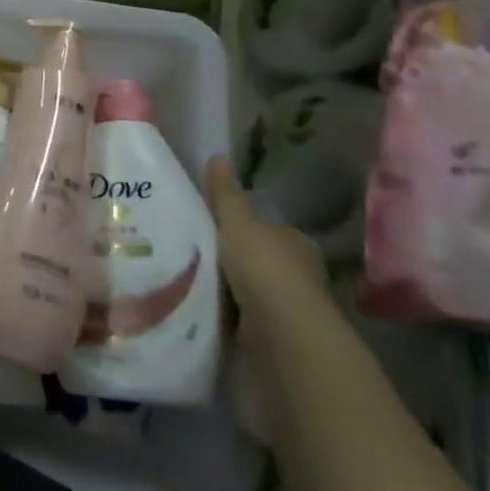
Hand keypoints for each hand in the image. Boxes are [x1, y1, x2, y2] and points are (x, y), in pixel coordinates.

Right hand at [206, 155, 328, 349]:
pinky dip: (229, 315)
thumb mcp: (236, 221)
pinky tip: (204, 309)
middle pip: (259, 260)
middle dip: (233, 260)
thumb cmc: (263, 266)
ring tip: (189, 281)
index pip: (267, 229)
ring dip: (230, 289)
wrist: (282, 330)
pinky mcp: (277, 336)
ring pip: (252, 290)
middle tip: (192, 254)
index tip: (211, 230)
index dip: (241, 228)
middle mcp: (299, 272)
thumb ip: (225, 193)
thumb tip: (217, 154)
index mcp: (295, 241)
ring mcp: (290, 306)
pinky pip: (246, 318)